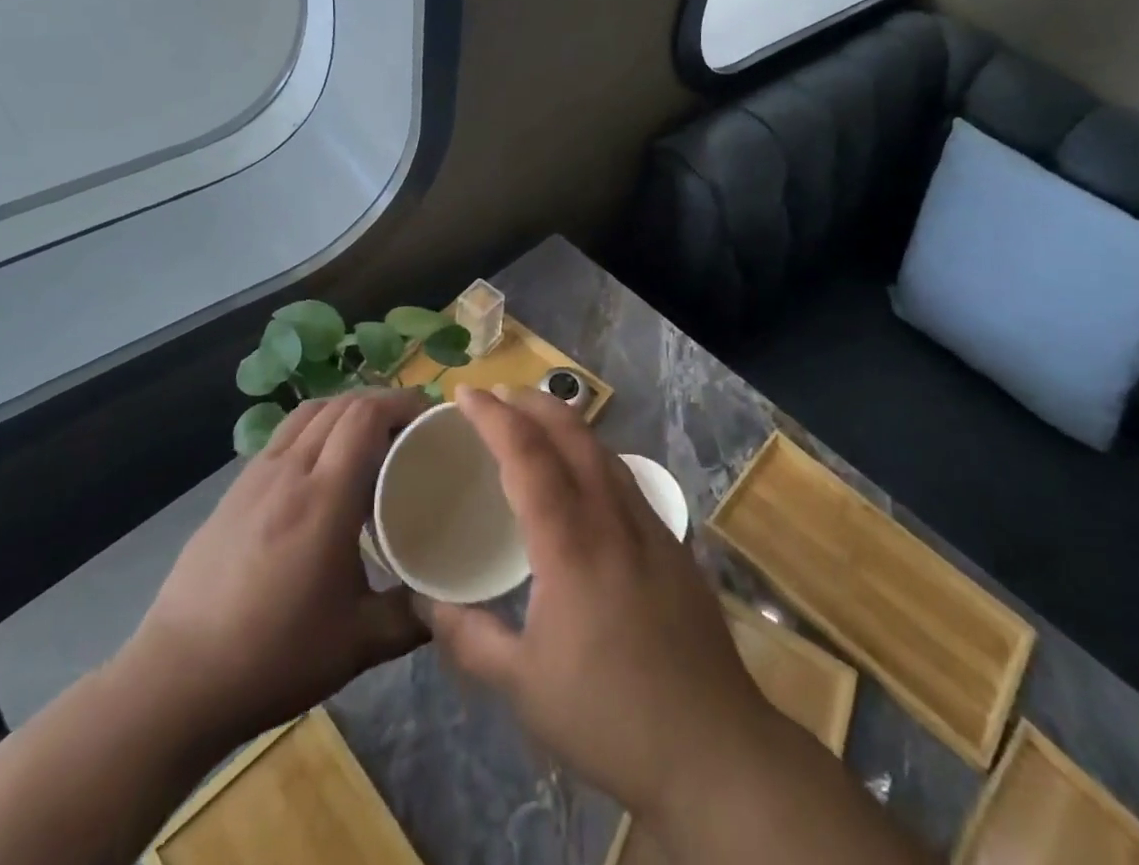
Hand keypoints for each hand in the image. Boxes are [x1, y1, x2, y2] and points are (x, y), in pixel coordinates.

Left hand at [119, 387, 431, 748]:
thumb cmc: (273, 657)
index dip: (401, 403)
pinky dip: (314, 430)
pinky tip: (320, 470)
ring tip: (369, 440)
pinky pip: (283, 436)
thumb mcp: (357, 644)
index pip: (365, 415)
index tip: (430, 418)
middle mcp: (289, 471)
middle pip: (340, 405)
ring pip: (308, 413)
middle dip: (381, 403)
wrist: (175, 683)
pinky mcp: (232, 492)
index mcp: (324, 497)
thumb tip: (449, 601)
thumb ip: (412, 617)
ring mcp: (255, 477)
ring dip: (345, 411)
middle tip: (409, 431)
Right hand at [425, 387, 777, 822]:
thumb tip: (425, 602)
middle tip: (498, 394)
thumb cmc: (608, 715)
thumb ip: (469, 639)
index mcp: (569, 543)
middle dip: (533, 402)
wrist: (712, 746)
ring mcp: (649, 525)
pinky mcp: (672, 542)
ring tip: (536, 421)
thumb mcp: (523, 687)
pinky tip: (586, 475)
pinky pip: (625, 477)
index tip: (466, 393)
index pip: (527, 455)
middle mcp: (611, 517)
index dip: (494, 417)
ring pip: (603, 450)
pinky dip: (594, 454)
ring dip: (566, 423)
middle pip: (572, 433)